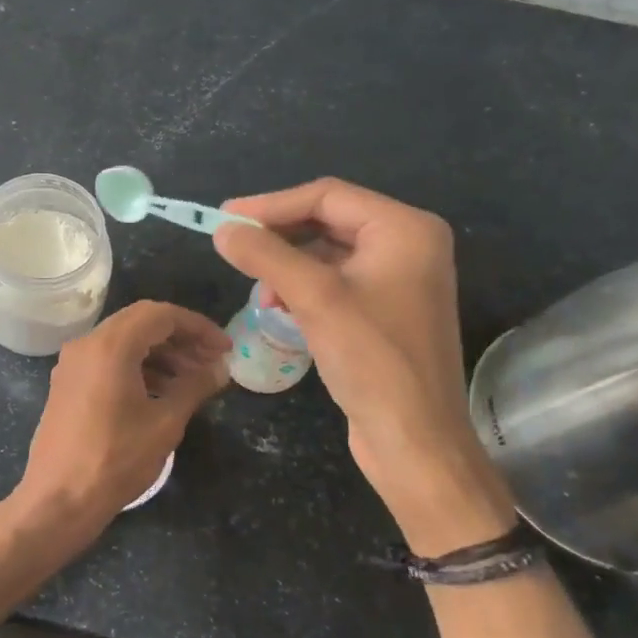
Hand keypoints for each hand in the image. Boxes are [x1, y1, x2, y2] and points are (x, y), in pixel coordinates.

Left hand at [13, 301, 230, 536]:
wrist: (58, 499)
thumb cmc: (115, 459)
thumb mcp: (164, 423)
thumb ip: (194, 387)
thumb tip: (220, 369)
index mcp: (110, 345)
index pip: (161, 314)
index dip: (198, 327)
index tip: (224, 349)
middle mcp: (87, 344)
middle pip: (141, 322)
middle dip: (180, 338)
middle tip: (211, 361)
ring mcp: (72, 363)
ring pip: (124, 341)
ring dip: (160, 353)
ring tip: (193, 380)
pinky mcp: (67, 383)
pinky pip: (107, 360)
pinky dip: (137, 366)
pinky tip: (161, 391)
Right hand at [212, 179, 513, 551]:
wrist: (414, 441)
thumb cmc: (372, 361)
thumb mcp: (314, 298)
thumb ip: (266, 255)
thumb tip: (223, 228)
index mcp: (405, 229)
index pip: (327, 196)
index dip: (272, 205)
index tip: (225, 218)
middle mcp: (408, 244)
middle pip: (328, 220)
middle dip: (279, 235)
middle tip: (234, 247)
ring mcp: (399, 278)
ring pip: (327, 252)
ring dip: (287, 264)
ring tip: (259, 289)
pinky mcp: (386, 309)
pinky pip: (336, 280)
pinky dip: (303, 287)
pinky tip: (279, 308)